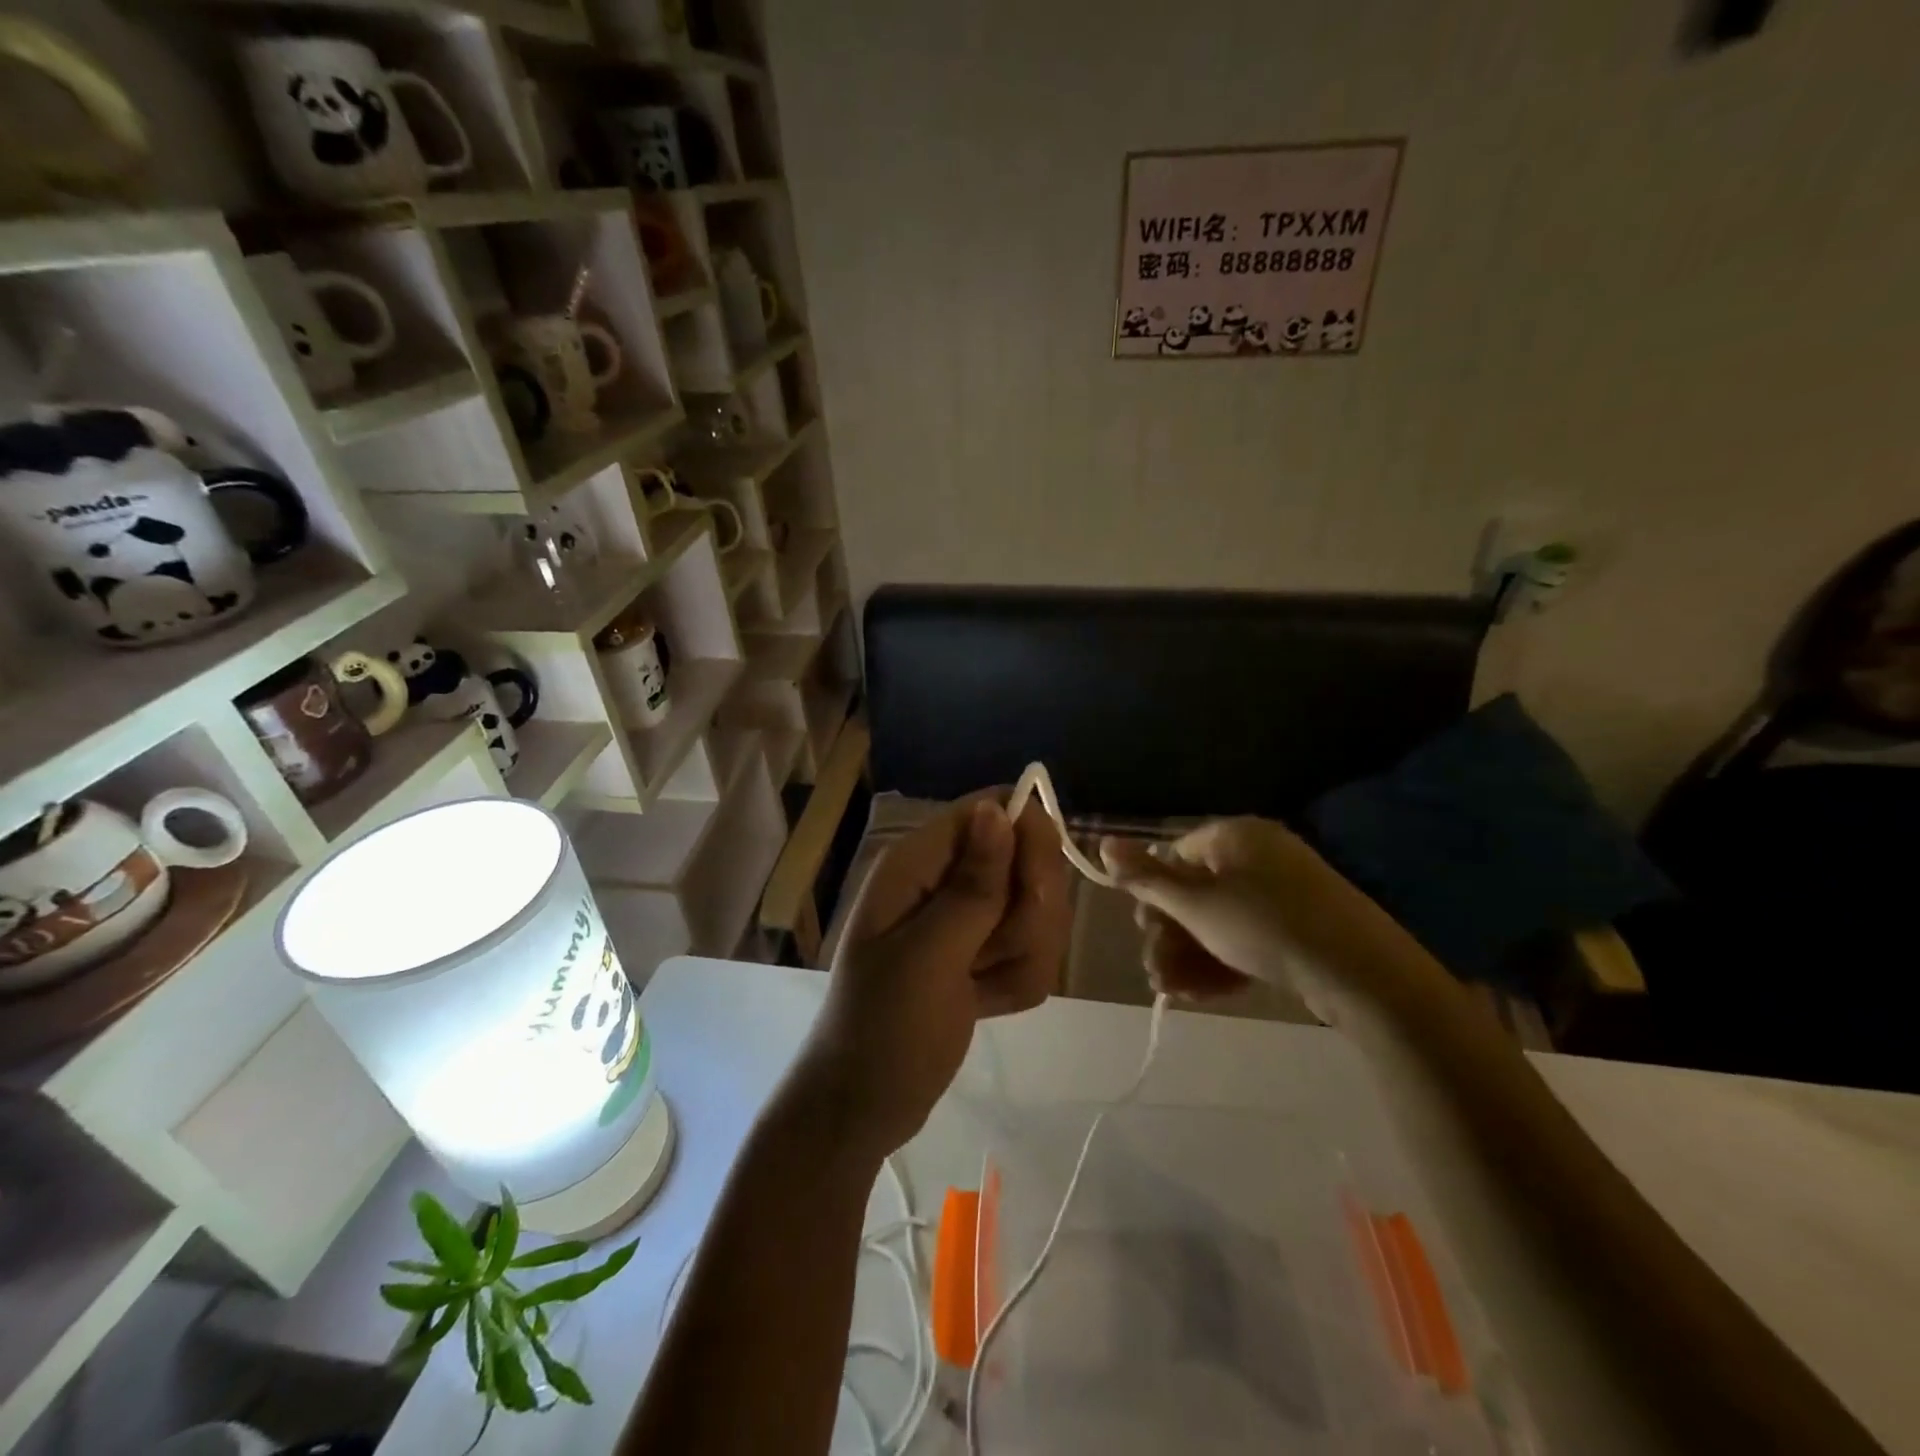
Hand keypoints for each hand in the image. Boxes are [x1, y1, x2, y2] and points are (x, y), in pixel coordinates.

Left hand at [791, 794, 1070, 1159]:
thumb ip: (973, 884)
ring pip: (1035, 910)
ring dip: (1023, 955)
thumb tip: (996, 805)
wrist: (862, 1108)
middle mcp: (944, 879)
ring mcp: (965, 919)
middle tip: (993, 954)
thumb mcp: (929, 956)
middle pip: (1026, 859)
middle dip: (1027, 914)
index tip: (1034, 892)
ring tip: (981, 988)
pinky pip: (1031, 950)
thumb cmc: (884, 1030)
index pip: (994, 809)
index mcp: (919, 863)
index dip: (1028, 839)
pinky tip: (985, 1004)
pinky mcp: (982, 955)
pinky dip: (1018, 981)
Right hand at [1099, 817, 1410, 1024]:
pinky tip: (1204, 994)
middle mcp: (1257, 855)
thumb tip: (1103, 842)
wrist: (1362, 973)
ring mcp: (1283, 891)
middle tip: (1156, 972)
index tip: (1144, 931)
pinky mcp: (1300, 926)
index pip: (1176, 855)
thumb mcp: (1197, 904)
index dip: (1154, 894)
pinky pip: (1248, 935)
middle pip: (1195, 891)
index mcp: (1233, 836)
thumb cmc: (1266, 927)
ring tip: (1173, 991)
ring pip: (1219, 920)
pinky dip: (1223, 961)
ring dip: (1190, 955)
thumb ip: (1147, 877)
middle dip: (1170, 935)